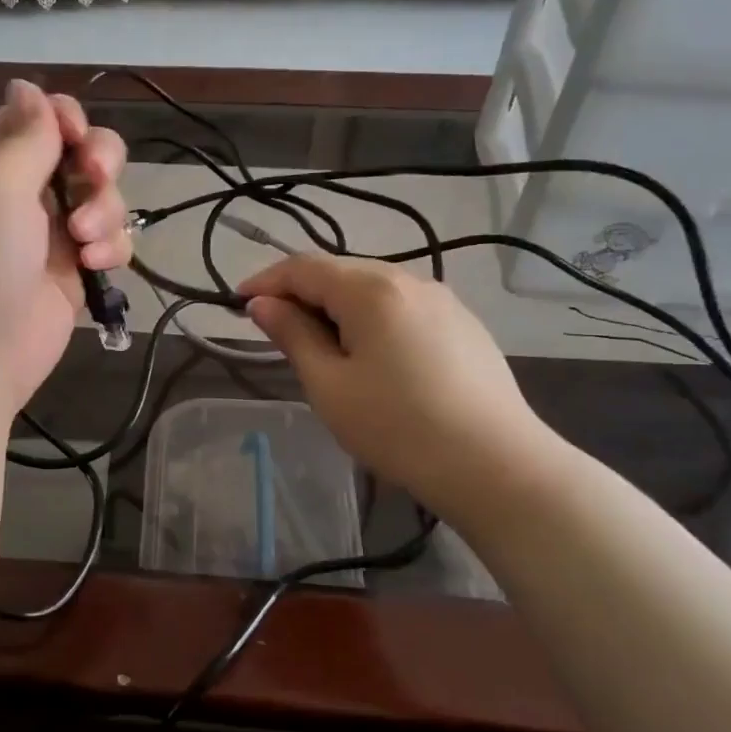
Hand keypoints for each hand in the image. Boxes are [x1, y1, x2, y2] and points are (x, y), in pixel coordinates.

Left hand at [0, 80, 130, 413]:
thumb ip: (25, 135)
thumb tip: (28, 86)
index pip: (33, 118)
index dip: (63, 117)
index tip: (74, 135)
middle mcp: (21, 193)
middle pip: (78, 152)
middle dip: (97, 160)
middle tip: (94, 177)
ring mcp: (51, 234)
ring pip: (101, 196)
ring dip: (104, 210)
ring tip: (85, 241)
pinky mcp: (75, 271)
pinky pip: (110, 240)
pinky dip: (111, 247)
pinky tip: (96, 264)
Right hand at [239, 256, 556, 502]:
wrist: (493, 464)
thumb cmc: (396, 426)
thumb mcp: (329, 385)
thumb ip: (293, 335)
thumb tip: (263, 304)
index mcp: (371, 289)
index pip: (304, 267)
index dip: (265, 281)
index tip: (236, 303)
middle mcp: (410, 280)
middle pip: (341, 273)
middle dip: (301, 294)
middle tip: (274, 329)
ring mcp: (444, 301)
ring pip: (374, 290)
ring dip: (337, 308)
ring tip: (320, 347)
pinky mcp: (464, 326)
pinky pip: (403, 309)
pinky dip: (371, 320)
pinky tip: (371, 357)